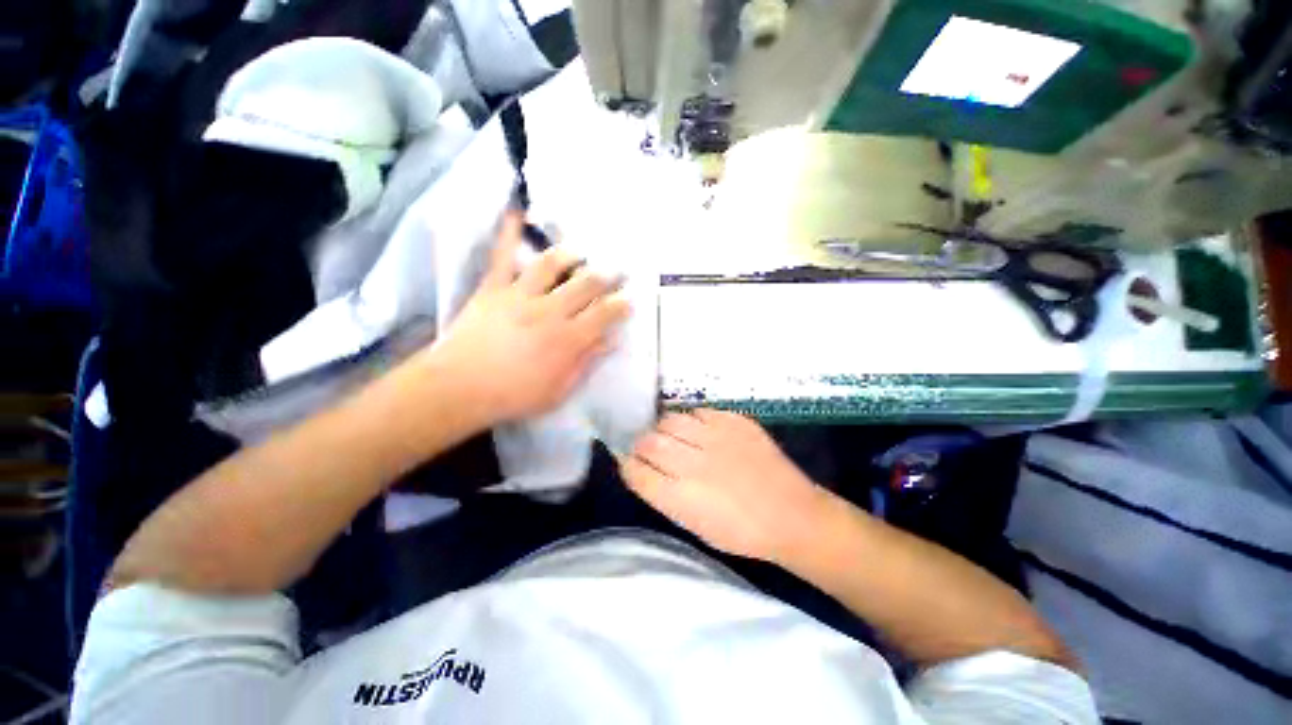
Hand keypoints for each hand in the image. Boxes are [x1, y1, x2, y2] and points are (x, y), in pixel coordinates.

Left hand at [427, 213, 630, 425]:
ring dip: (570, 254)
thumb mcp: (560, 389)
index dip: (621, 304)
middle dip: (606, 274)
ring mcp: (521, 295)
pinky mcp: (494, 288)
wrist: (460, 388)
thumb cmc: (514, 395)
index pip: (604, 314)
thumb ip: (587, 362)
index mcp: (569, 339)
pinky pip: (502, 255)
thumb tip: (611, 340)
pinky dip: (509, 233)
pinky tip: (517, 211)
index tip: (630, 299)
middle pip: (586, 284)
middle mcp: (551, 311)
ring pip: (551, 264)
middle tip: (618, 268)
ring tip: (580, 250)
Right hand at [620, 409, 838, 562]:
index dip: (628, 464)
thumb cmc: (740, 532)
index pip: (635, 471)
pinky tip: (699, 430)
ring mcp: (715, 438)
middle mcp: (692, 463)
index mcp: (679, 498)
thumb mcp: (694, 524)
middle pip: (648, 441)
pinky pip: (699, 411)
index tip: (631, 462)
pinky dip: (692, 420)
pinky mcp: (734, 421)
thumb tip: (642, 469)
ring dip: (664, 428)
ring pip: (670, 420)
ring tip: (673, 436)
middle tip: (648, 447)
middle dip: (641, 444)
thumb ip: (663, 494)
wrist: (791, 515)